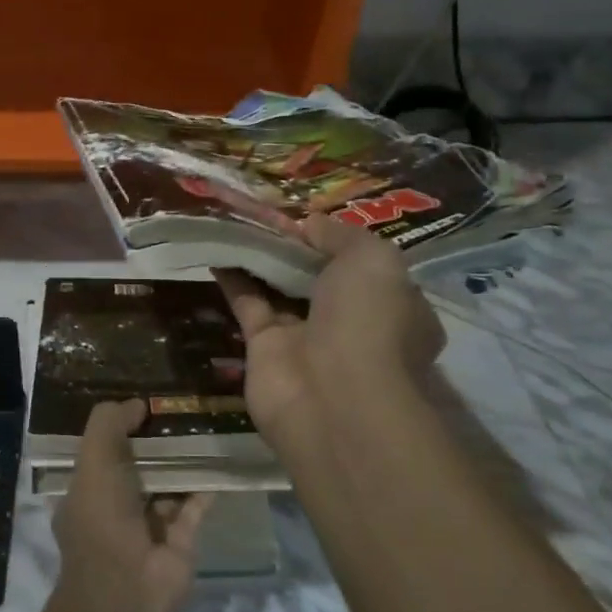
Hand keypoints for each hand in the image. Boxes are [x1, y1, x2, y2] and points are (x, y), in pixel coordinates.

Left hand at [52, 400, 210, 611]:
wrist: (127, 595)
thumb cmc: (100, 522)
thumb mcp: (93, 463)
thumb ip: (108, 425)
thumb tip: (136, 403)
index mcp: (86, 491)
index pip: (100, 451)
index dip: (117, 425)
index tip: (143, 397)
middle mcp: (115, 508)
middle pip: (138, 465)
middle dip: (156, 440)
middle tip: (182, 405)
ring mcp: (149, 528)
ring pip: (168, 484)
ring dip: (183, 460)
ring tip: (205, 424)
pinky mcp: (180, 543)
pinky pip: (194, 506)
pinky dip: (204, 487)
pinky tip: (218, 458)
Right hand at [215, 214, 446, 458]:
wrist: (335, 398)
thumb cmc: (370, 321)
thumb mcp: (372, 259)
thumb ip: (341, 235)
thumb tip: (310, 224)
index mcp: (395, 307)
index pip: (369, 270)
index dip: (342, 243)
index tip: (313, 219)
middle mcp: (353, 325)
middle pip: (321, 278)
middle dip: (298, 248)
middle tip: (268, 213)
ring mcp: (308, 339)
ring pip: (282, 289)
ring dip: (262, 257)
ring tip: (237, 220)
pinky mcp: (265, 350)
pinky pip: (248, 304)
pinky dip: (233, 278)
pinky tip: (216, 248)